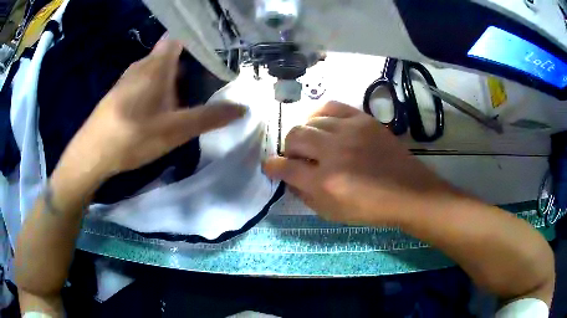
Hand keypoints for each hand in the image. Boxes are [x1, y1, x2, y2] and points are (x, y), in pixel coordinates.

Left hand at [56, 37, 244, 180]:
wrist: (92, 154)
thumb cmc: (132, 136)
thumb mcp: (174, 130)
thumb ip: (208, 117)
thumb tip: (242, 108)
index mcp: (157, 64)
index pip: (181, 36)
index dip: (198, 38)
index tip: (216, 50)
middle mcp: (143, 64)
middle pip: (172, 54)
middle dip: (192, 63)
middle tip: (210, 79)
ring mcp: (129, 79)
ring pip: (159, 69)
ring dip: (175, 78)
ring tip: (191, 95)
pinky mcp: (121, 93)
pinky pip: (146, 82)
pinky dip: (160, 88)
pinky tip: (163, 108)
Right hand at [263, 101, 455, 225]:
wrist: (407, 191)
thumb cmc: (369, 208)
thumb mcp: (332, 213)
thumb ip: (304, 195)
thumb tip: (288, 177)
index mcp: (325, 183)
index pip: (285, 167)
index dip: (272, 167)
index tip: (271, 166)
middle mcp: (334, 153)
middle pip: (294, 136)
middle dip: (288, 148)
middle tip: (297, 157)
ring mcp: (350, 132)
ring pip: (311, 121)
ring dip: (305, 133)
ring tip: (313, 143)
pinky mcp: (363, 120)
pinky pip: (332, 107)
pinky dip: (320, 114)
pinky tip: (322, 124)